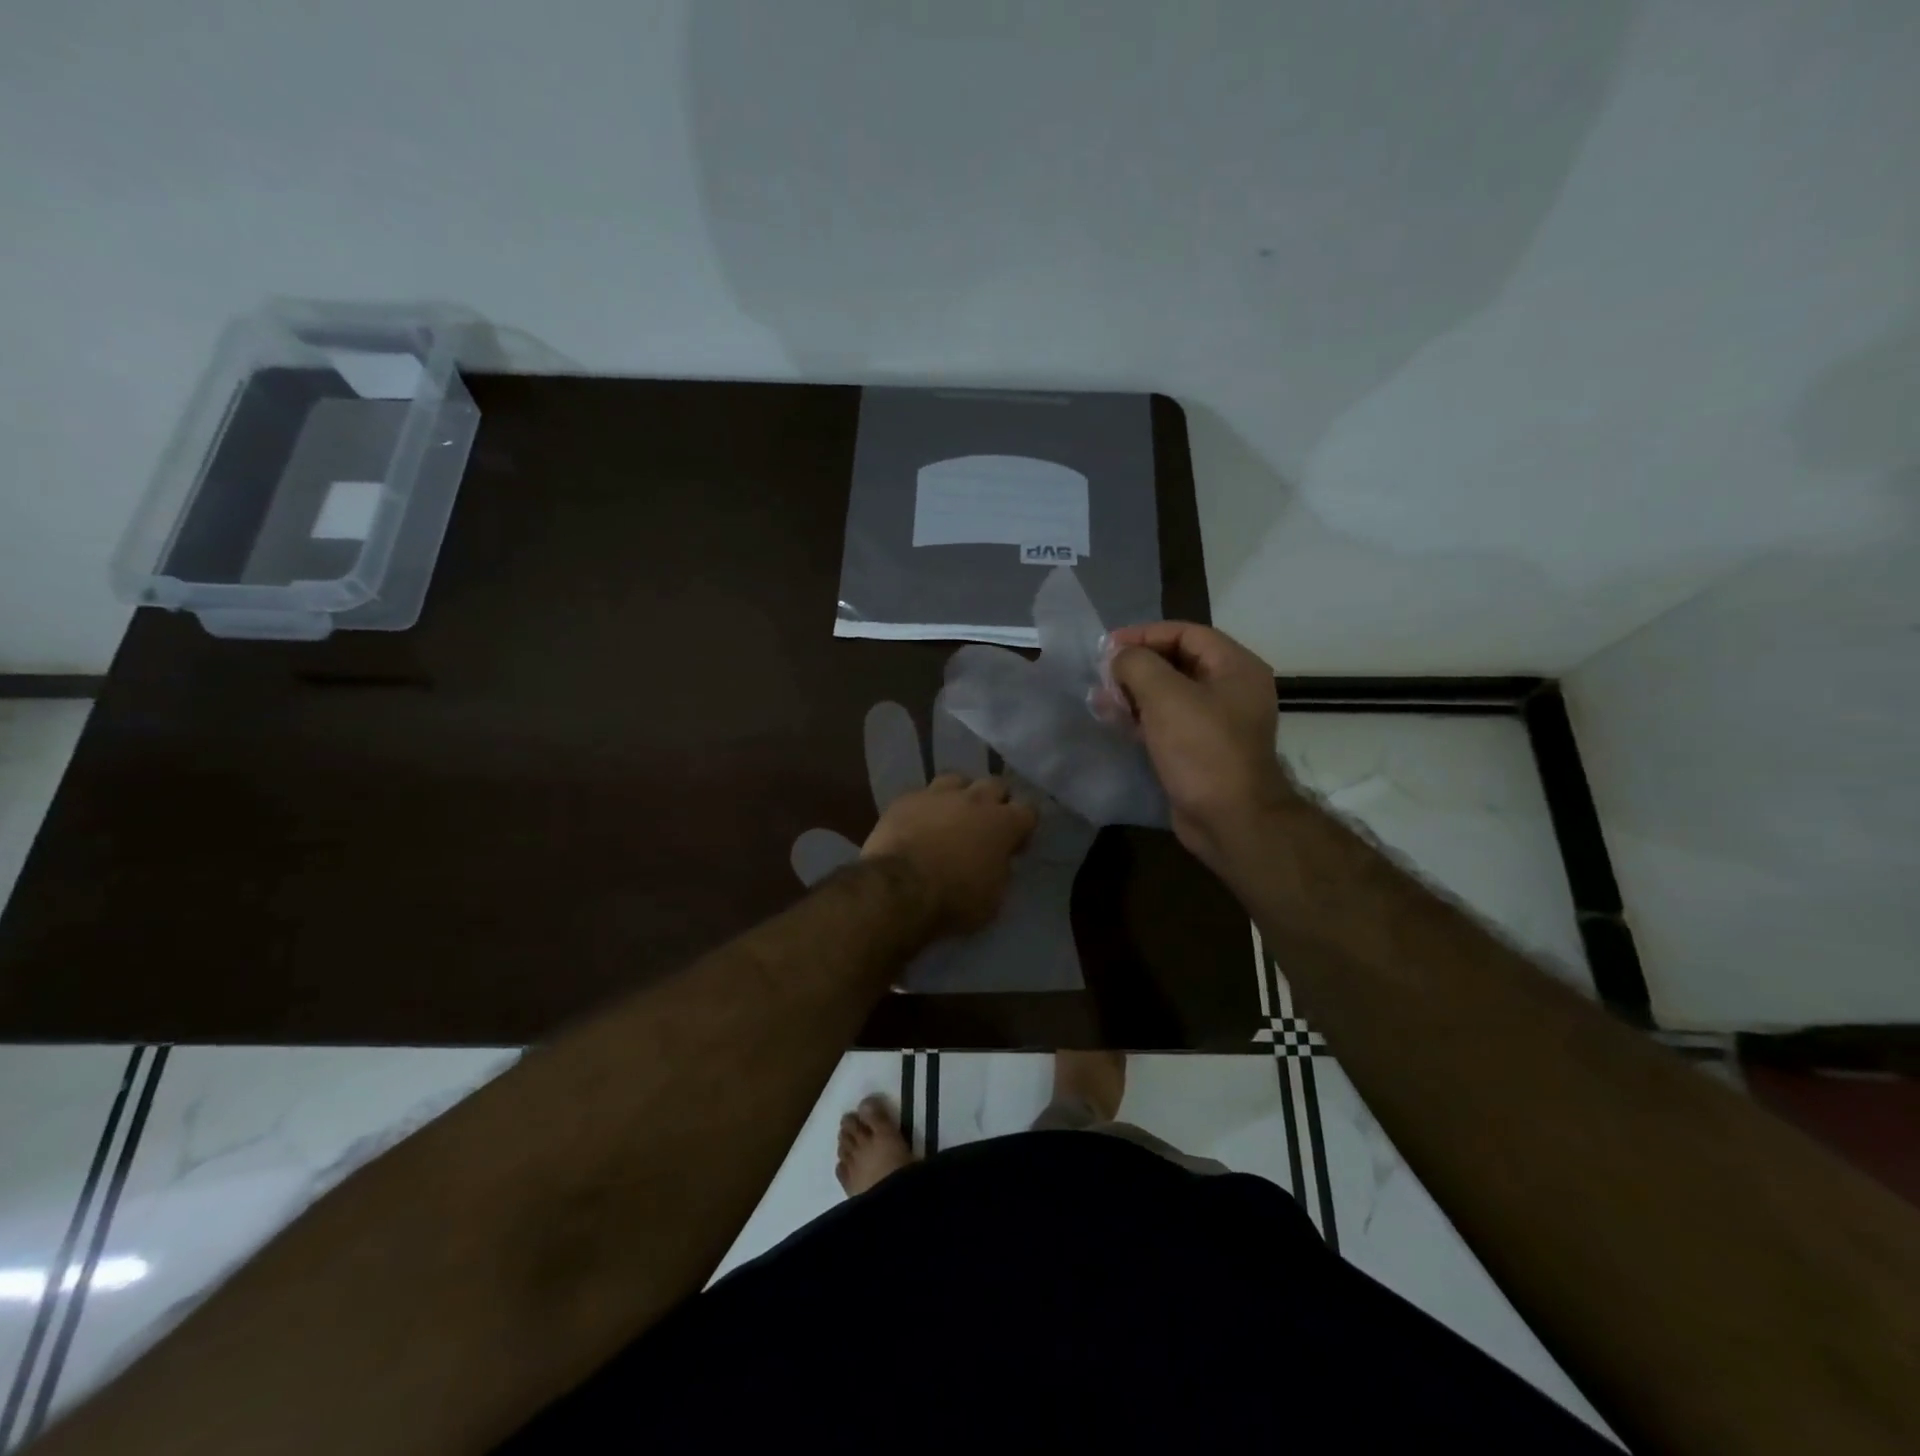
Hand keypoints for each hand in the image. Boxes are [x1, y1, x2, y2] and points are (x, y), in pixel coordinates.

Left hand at [861, 773, 1037, 937]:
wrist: (900, 888)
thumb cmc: (955, 899)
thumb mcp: (993, 898)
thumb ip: (1000, 871)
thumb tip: (996, 860)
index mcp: (1003, 823)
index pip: (1029, 810)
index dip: (1024, 826)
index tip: (1015, 845)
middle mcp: (975, 800)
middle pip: (995, 785)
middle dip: (995, 801)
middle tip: (986, 825)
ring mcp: (938, 794)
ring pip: (957, 780)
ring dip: (960, 795)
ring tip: (952, 815)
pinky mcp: (906, 799)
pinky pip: (922, 794)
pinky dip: (925, 806)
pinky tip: (918, 822)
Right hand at [1105, 622, 1294, 870]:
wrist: (1230, 819)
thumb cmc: (1201, 749)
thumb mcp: (1165, 696)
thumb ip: (1137, 665)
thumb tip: (1118, 656)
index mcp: (1235, 667)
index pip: (1186, 633)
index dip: (1145, 634)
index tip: (1108, 646)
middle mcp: (1231, 689)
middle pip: (1178, 662)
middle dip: (1137, 665)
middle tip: (1102, 673)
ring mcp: (1217, 722)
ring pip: (1170, 694)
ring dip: (1134, 692)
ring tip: (1100, 698)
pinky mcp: (1201, 749)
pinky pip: (1169, 722)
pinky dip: (1142, 718)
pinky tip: (1115, 721)